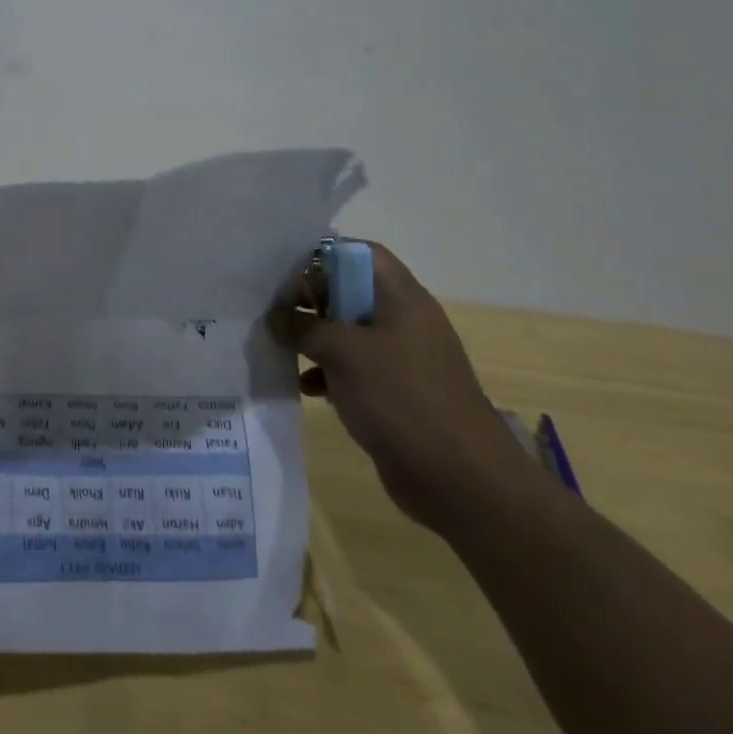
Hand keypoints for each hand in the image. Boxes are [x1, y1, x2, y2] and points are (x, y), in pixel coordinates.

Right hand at [280, 243, 535, 532]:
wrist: (460, 481)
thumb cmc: (401, 398)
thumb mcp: (342, 352)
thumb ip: (303, 326)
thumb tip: (275, 315)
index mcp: (401, 297)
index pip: (359, 252)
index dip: (321, 253)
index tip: (284, 268)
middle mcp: (403, 320)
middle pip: (349, 290)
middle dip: (309, 297)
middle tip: (272, 307)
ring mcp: (401, 358)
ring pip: (348, 332)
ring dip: (314, 337)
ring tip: (278, 343)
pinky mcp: (396, 393)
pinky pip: (354, 369)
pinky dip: (328, 372)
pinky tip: (303, 385)